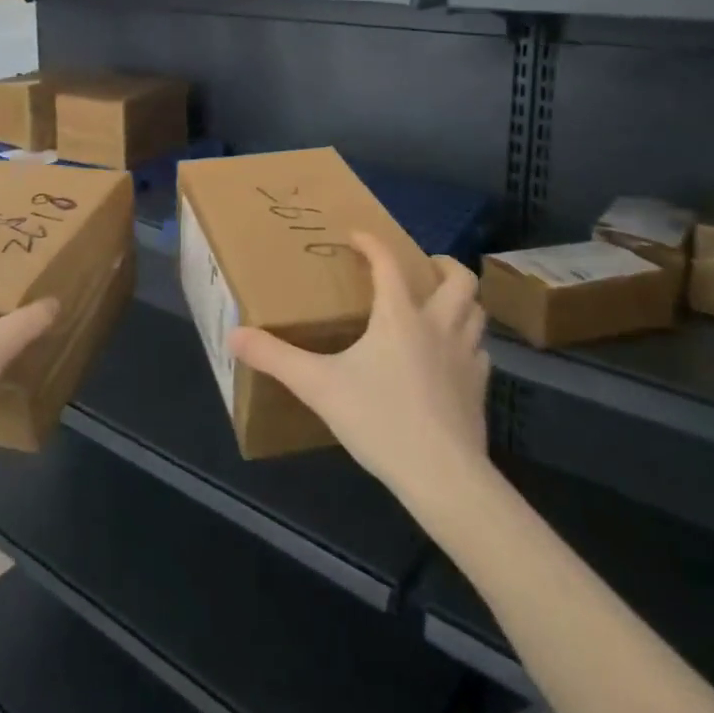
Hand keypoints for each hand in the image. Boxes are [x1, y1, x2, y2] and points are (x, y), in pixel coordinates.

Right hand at [229, 233, 489, 509]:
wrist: (443, 477)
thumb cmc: (380, 420)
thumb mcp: (318, 386)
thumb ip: (275, 358)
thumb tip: (234, 335)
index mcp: (399, 316)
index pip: (388, 263)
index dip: (371, 243)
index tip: (356, 236)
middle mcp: (438, 326)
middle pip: (459, 279)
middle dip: (443, 264)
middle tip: (422, 265)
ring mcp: (465, 358)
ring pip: (476, 312)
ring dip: (460, 300)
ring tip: (439, 304)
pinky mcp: (479, 390)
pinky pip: (479, 351)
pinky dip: (466, 341)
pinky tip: (449, 356)